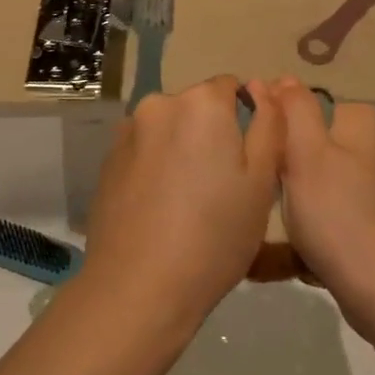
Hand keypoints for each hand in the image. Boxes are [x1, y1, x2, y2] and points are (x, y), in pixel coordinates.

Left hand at [81, 75, 285, 334]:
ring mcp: (127, 132)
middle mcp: (159, 104)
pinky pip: (143, 152)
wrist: (138, 287)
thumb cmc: (215, 234)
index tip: (246, 162)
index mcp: (201, 103)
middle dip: (210, 134)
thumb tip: (261, 89)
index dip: (244, 120)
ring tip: (188, 203)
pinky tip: (159, 210)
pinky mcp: (106, 161)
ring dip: (181, 150)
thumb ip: (268, 124)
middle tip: (221, 188)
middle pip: (196, 108)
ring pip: (168, 130)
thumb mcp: (262, 181)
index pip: (230, 87)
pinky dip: (155, 168)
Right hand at [271, 79, 374, 321]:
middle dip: (272, 167)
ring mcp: (361, 189)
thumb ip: (294, 108)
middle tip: (248, 187)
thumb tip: (281, 79)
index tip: (242, 147)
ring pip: (302, 184)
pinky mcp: (355, 224)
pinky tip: (266, 259)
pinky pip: (313, 218)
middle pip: (300, 145)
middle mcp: (363, 148)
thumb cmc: (339, 213)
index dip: (267, 121)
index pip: (299, 103)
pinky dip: (293, 236)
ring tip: (254, 224)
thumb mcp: (308, 151)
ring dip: (279, 205)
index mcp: (356, 121)